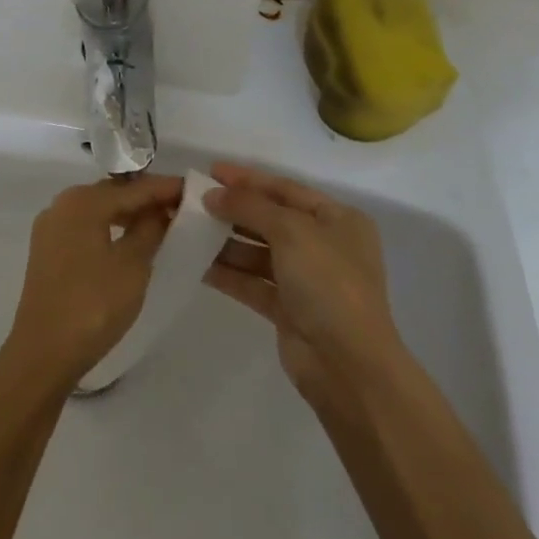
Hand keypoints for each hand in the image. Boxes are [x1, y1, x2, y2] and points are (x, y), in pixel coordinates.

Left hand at [1, 175, 183, 391]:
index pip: (133, 188)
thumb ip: (150, 230)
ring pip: (98, 211)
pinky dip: (108, 229)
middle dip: (145, 200)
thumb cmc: (93, 305)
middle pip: (113, 194)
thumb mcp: (132, 266)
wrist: (42, 353)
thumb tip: (159, 210)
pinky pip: (85, 228)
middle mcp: (62, 204)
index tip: (192, 188)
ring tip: (158, 226)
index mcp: (83, 201)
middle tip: (178, 208)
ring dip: (127, 216)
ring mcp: (51, 228)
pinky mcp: (46, 251)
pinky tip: (127, 243)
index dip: (164, 188)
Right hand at [202, 162, 406, 411]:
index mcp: (338, 220)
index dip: (249, 179)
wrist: (349, 367)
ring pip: (259, 252)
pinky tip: (198, 264)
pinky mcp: (289, 311)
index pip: (286, 189)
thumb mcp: (291, 231)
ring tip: (190, 229)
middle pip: (272, 219)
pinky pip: (253, 283)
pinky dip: (229, 273)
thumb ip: (250, 206)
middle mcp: (325, 245)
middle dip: (235, 209)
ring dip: (227, 242)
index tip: (212, 171)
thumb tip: (213, 195)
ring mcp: (307, 280)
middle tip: (195, 200)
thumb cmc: (328, 283)